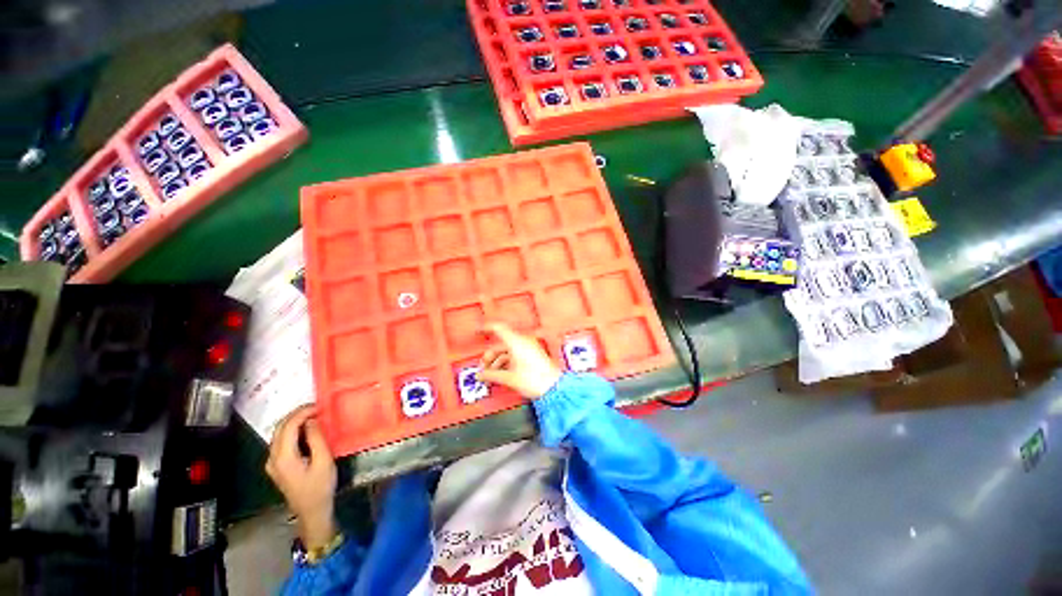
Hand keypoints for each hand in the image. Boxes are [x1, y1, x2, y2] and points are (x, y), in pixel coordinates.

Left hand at [266, 405, 336, 548]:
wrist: (311, 512)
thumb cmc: (320, 487)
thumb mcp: (324, 461)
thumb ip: (316, 439)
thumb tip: (312, 420)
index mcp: (283, 457)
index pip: (289, 426)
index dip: (303, 413)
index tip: (320, 406)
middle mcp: (272, 458)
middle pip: (280, 428)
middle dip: (297, 414)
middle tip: (317, 408)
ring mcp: (272, 463)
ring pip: (279, 433)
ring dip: (294, 421)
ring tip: (314, 415)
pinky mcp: (276, 466)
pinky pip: (281, 441)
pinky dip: (292, 431)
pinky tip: (306, 430)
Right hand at [478, 323, 562, 399]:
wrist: (554, 387)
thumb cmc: (535, 380)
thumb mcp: (509, 378)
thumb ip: (491, 375)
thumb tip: (480, 375)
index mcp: (516, 342)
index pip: (498, 328)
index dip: (486, 328)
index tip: (477, 332)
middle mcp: (523, 342)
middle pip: (501, 344)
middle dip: (490, 355)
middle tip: (483, 367)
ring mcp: (528, 348)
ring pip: (507, 351)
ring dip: (497, 361)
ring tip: (491, 375)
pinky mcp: (532, 356)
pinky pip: (515, 355)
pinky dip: (506, 363)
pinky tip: (501, 374)